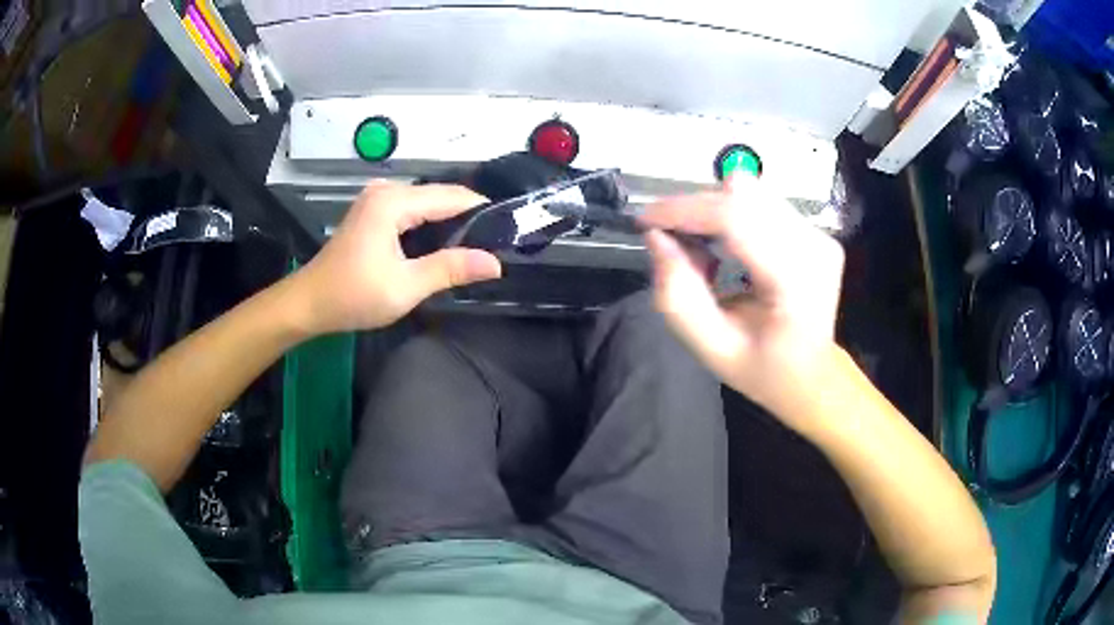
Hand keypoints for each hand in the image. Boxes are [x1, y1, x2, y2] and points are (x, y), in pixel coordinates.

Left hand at [291, 181, 501, 333]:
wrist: (309, 303)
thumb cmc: (353, 295)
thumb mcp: (405, 286)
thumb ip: (450, 269)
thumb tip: (494, 263)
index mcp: (393, 202)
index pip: (452, 197)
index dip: (482, 212)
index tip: (509, 232)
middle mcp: (386, 191)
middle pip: (440, 197)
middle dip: (467, 219)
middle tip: (495, 246)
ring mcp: (377, 199)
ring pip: (427, 204)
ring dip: (449, 223)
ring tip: (476, 248)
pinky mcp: (372, 211)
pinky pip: (412, 211)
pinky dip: (430, 225)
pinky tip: (442, 245)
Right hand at [640, 177, 844, 430]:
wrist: (814, 377)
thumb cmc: (764, 370)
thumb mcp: (712, 348)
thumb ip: (678, 295)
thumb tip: (657, 238)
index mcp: (795, 281)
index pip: (736, 217)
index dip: (685, 210)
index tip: (647, 220)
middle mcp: (813, 246)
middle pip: (743, 194)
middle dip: (697, 209)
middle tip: (673, 241)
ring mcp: (819, 235)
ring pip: (750, 190)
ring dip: (714, 211)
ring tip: (703, 250)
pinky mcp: (816, 231)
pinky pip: (762, 202)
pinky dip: (733, 216)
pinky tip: (728, 250)